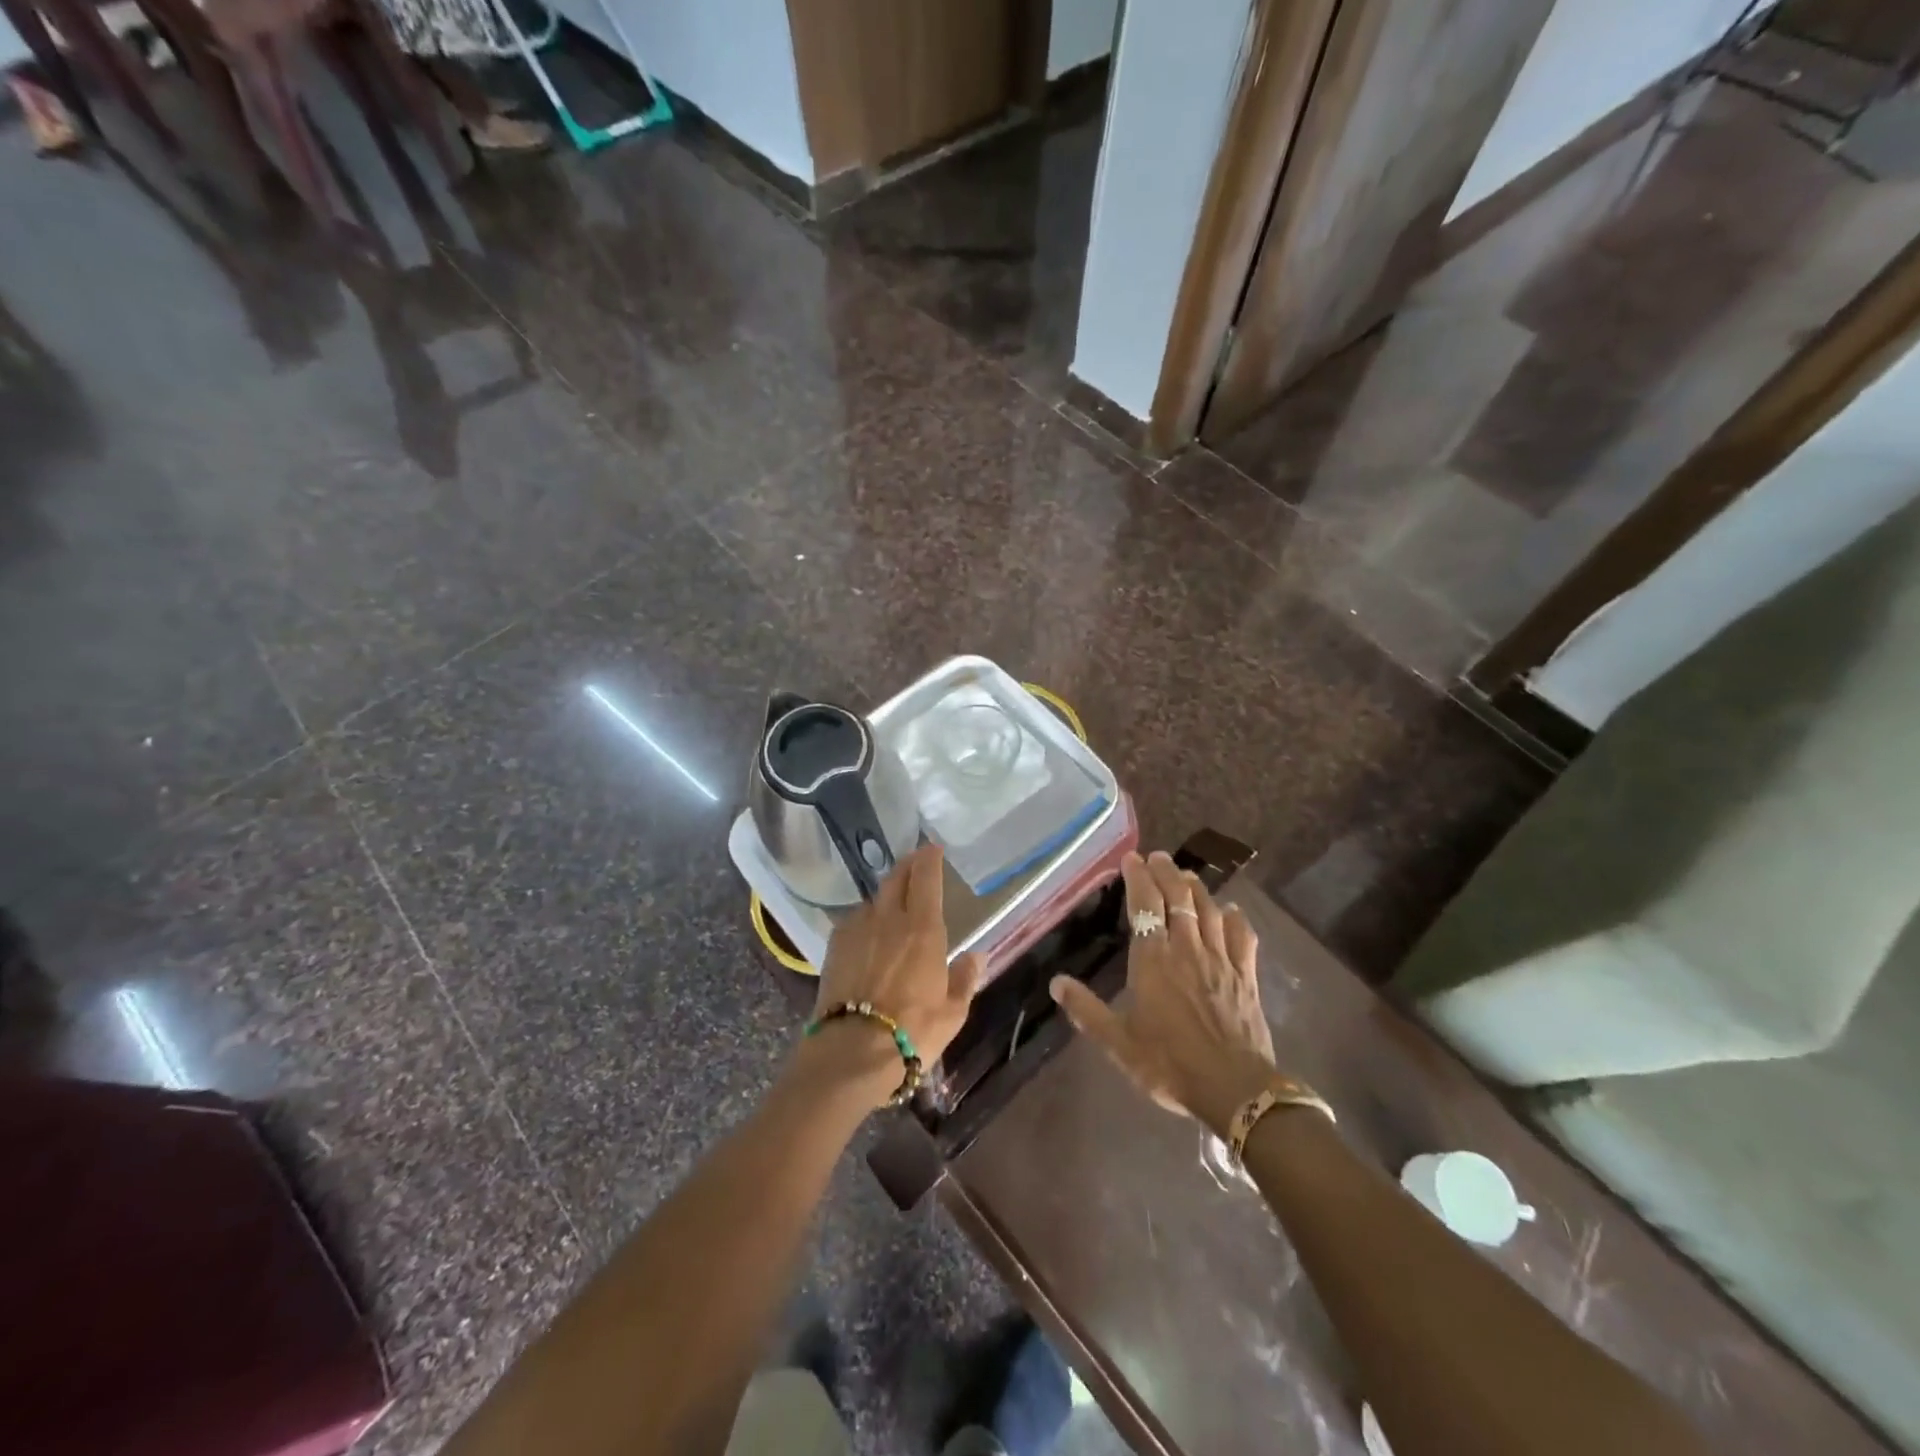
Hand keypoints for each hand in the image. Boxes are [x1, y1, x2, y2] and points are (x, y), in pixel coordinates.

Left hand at [805, 844, 983, 1105]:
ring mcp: (857, 929)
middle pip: (896, 877)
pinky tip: (868, 934)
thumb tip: (976, 957)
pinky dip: (865, 919)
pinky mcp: (834, 946)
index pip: (925, 877)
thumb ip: (965, 979)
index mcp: (923, 928)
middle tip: (915, 863)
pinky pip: (854, 920)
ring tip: (892, 904)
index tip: (933, 849)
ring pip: (873, 899)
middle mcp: (888, 918)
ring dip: (885, 895)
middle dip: (907, 865)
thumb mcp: (952, 1013)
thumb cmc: (912, 1032)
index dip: (929, 858)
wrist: (850, 1052)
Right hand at [1050, 851, 1276, 1134]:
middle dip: (1166, 872)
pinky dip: (1236, 919)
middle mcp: (1186, 949)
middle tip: (1157, 856)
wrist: (1234, 1089)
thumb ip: (1086, 1010)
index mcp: (1153, 960)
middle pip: (1178, 898)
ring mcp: (1220, 959)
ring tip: (1186, 874)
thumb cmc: (1169, 1064)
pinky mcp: (1246, 976)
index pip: (1144, 905)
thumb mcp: (1118, 1042)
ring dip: (1196, 888)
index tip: (1131, 858)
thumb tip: (1056, 982)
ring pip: (1209, 910)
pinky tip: (1232, 911)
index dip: (1137, 878)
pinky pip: (1242, 937)